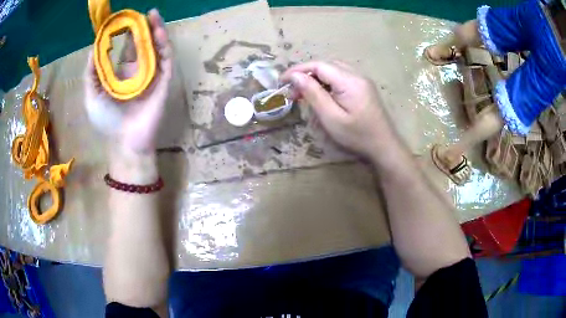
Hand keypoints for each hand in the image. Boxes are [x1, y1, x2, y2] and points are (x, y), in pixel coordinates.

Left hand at [84, 9, 171, 153]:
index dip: (125, 34)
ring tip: (152, 13)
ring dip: (155, 30)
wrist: (125, 142)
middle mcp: (139, 71)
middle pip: (143, 44)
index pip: (127, 49)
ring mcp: (153, 75)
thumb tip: (92, 49)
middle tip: (139, 13)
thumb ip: (91, 74)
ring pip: (156, 47)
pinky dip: (163, 43)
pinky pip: (165, 57)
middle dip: (142, 28)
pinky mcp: (164, 80)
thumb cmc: (108, 122)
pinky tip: (158, 30)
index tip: (122, 21)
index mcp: (124, 75)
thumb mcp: (92, 96)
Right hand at [281, 61, 395, 159]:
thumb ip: (313, 94)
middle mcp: (357, 75)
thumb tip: (295, 76)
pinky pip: (342, 77)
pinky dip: (327, 82)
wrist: (384, 146)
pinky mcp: (364, 87)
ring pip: (333, 70)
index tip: (281, 81)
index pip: (319, 65)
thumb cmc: (357, 136)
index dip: (298, 70)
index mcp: (349, 81)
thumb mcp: (331, 117)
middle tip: (292, 91)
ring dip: (316, 77)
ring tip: (304, 93)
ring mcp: (362, 80)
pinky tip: (322, 94)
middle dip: (306, 74)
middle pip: (326, 65)